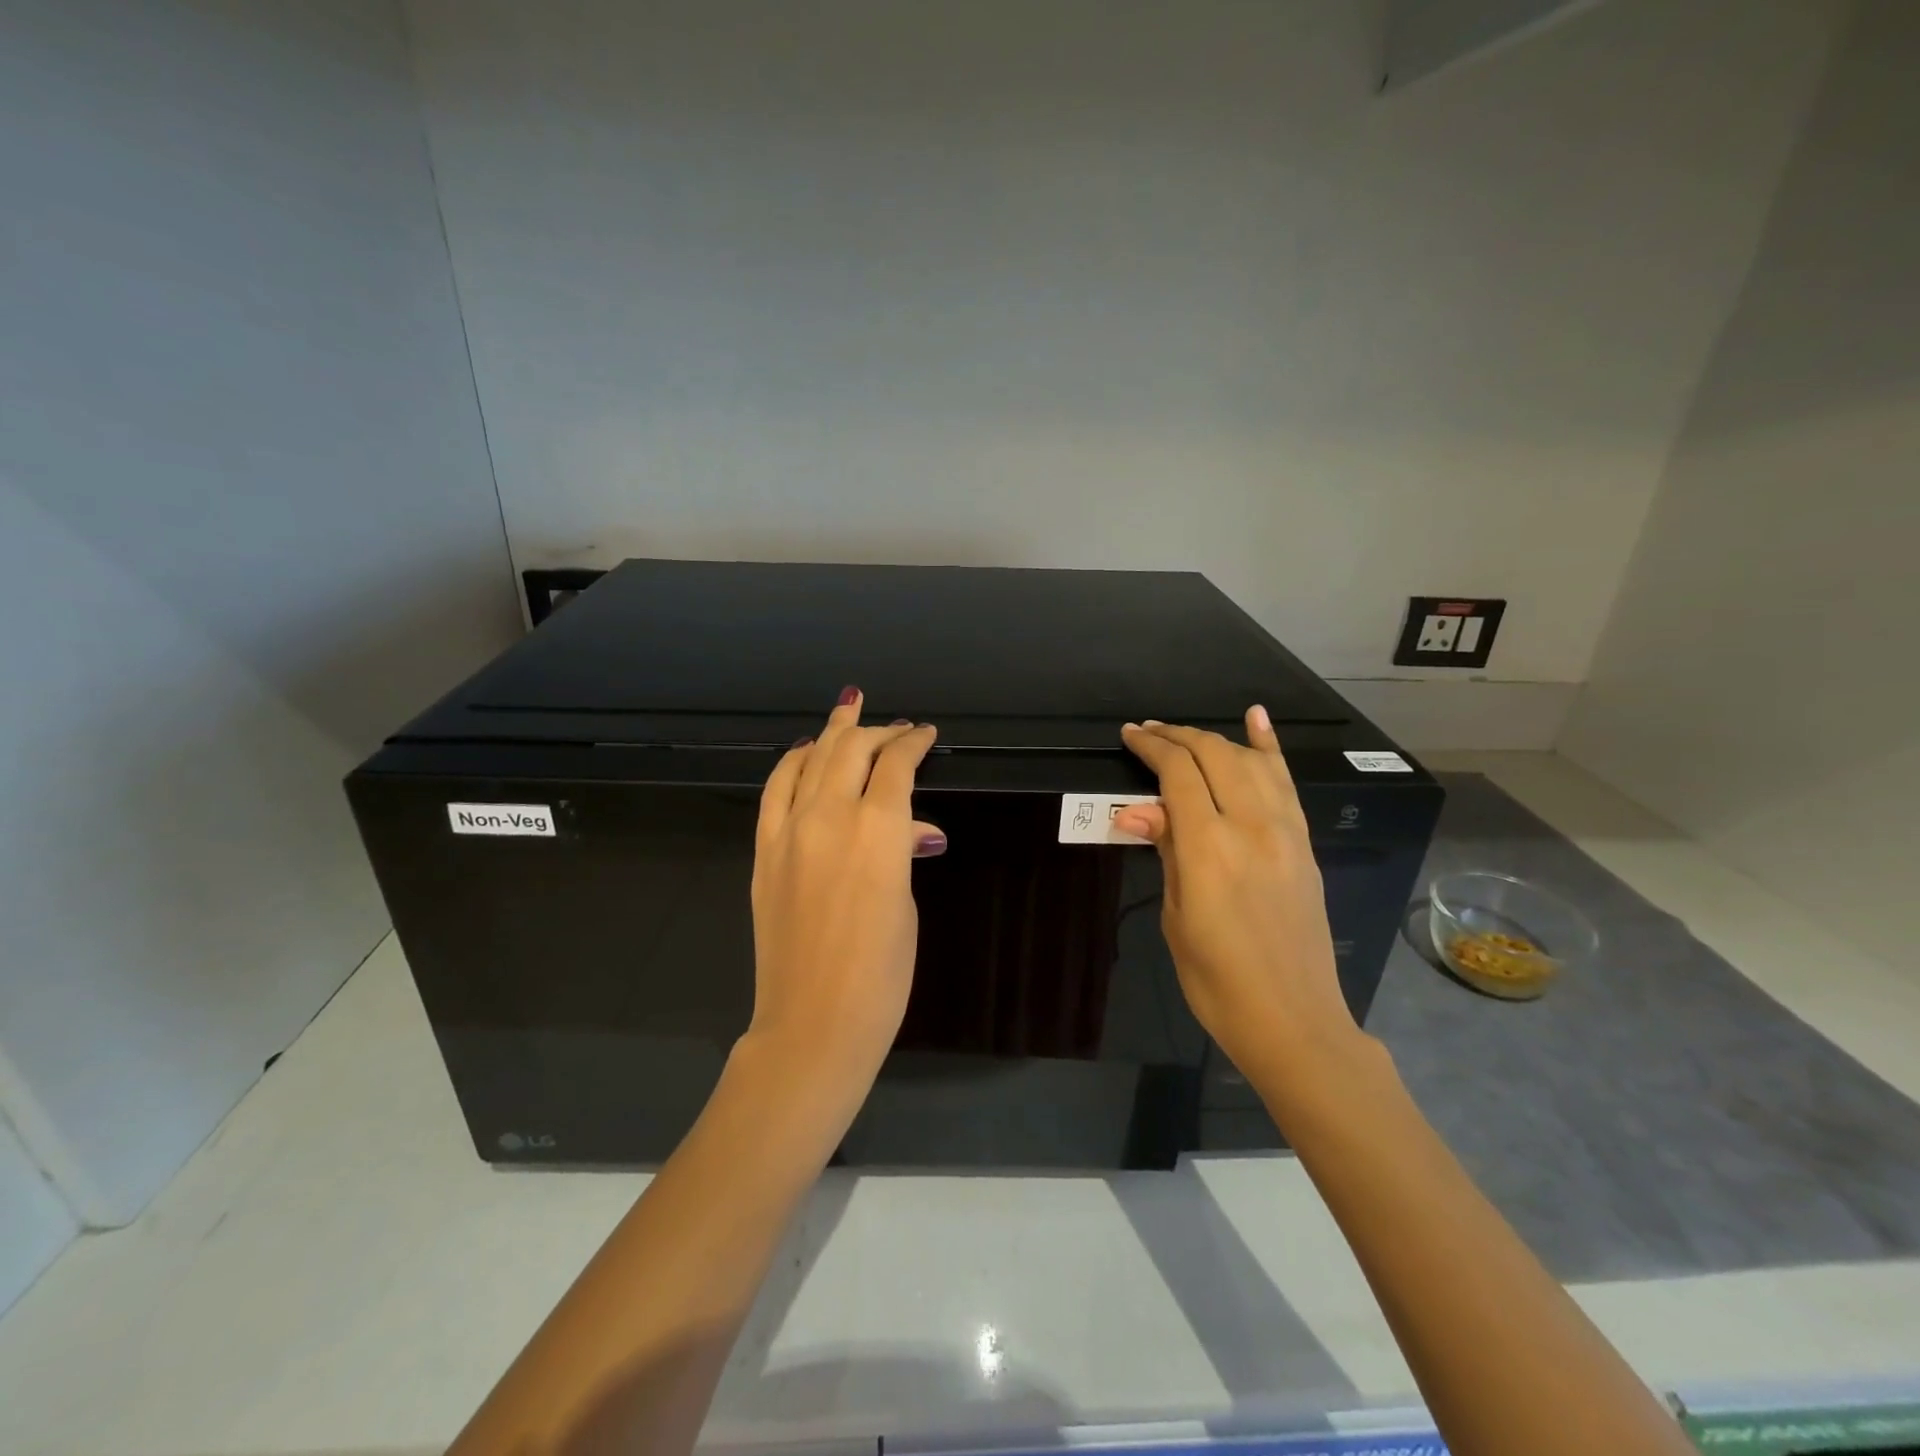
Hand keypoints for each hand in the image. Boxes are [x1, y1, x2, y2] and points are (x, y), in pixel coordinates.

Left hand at [746, 690, 943, 1105]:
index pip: (897, 766)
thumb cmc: (880, 974)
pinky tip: (804, 753)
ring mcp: (789, 831)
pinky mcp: (764, 850)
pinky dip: (792, 764)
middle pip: (852, 751)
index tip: (926, 734)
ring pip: (810, 760)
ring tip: (848, 708)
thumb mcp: (906, 905)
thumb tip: (911, 830)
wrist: (812, 1022)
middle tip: (897, 726)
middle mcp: (830, 816)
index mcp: (878, 830)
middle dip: (878, 731)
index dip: (914, 743)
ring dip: (833, 733)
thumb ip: (902, 853)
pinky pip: (775, 790)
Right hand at [1112, 706, 1364, 1082]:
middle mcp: (1251, 826)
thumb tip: (1137, 809)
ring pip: (1249, 761)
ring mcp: (1285, 832)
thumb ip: (1166, 851)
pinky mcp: (1304, 843)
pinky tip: (1256, 719)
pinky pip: (1285, 782)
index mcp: (1209, 847)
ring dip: (1213, 740)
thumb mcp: (1176, 916)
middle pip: (1214, 756)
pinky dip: (1269, 747)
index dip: (1151, 747)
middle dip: (1177, 737)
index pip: (1178, 774)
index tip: (1129, 736)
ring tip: (1183, 735)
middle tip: (1148, 733)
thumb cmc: (1216, 980)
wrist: (1292, 1019)